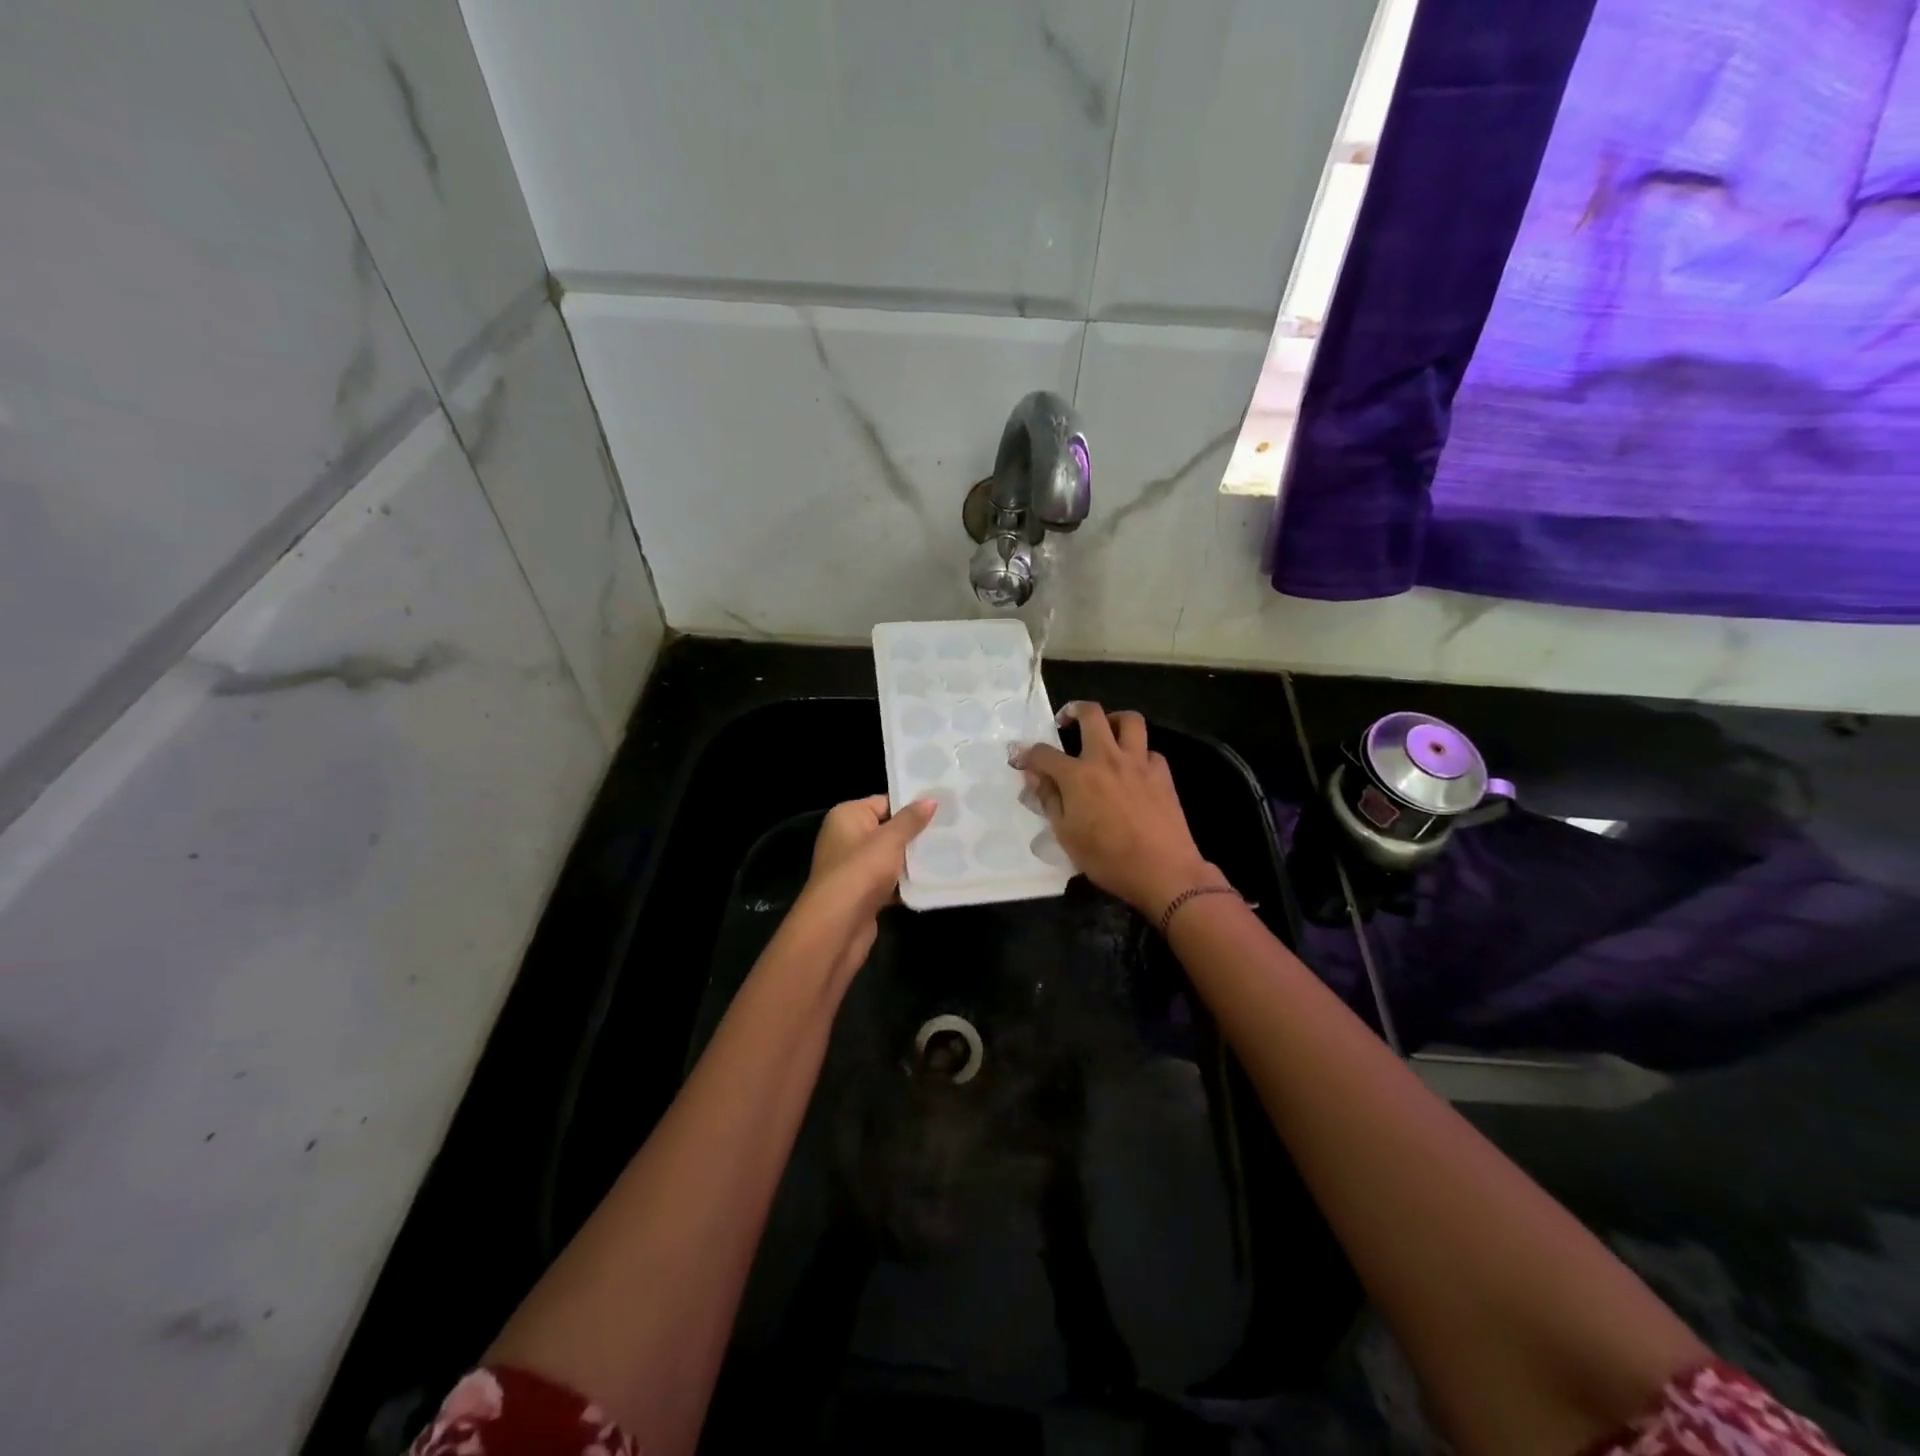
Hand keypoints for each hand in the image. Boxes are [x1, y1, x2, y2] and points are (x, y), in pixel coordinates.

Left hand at [797, 794, 936, 979]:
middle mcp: (846, 838)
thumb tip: (930, 800)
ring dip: (914, 859)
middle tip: (952, 828)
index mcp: (847, 816)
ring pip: (891, 857)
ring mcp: (854, 867)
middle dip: (916, 833)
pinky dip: (906, 882)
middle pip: (888, 830)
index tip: (943, 807)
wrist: (837, 926)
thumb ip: (910, 820)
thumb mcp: (889, 840)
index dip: (912, 805)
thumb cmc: (861, 871)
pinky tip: (934, 880)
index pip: (884, 802)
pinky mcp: (863, 893)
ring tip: (949, 851)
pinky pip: (890, 881)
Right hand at [1011, 703, 1218, 917]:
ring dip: (1113, 720)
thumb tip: (1035, 777)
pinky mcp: (1163, 774)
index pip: (1044, 753)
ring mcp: (1138, 763)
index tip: (1020, 759)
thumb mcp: (1066, 835)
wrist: (1163, 871)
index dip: (1027, 754)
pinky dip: (1138, 755)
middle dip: (1074, 710)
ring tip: (1106, 732)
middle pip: (1091, 714)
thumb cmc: (1108, 859)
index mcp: (1078, 776)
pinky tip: (1133, 770)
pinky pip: (1149, 751)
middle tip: (1066, 720)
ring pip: (1129, 720)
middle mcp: (1107, 759)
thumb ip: (1049, 801)